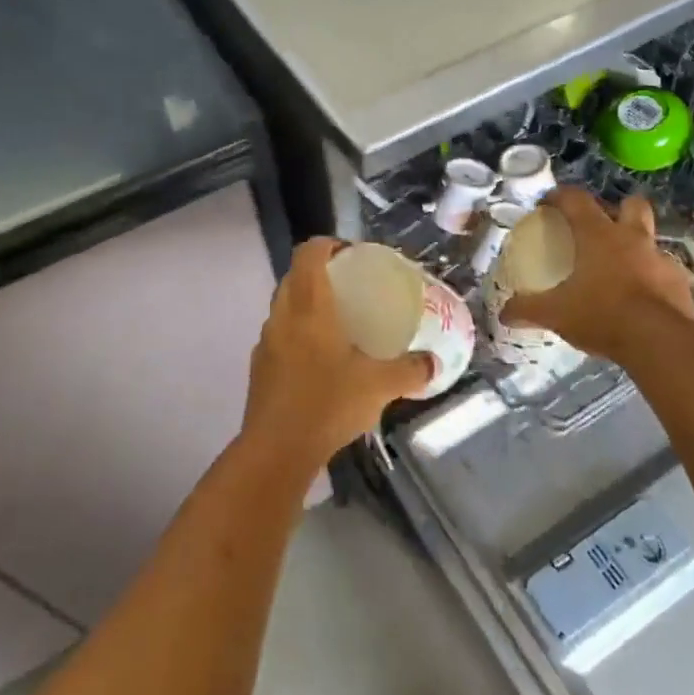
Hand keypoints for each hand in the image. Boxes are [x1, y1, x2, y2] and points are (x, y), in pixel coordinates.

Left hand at [241, 239, 432, 471]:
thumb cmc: (328, 404)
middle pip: (295, 276)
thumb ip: (410, 370)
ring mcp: (266, 341)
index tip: (352, 254)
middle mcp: (282, 315)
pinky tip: (321, 360)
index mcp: (309, 306)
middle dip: (321, 274)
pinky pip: (280, 335)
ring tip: (339, 323)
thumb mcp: (379, 386)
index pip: (309, 253)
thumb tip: (434, 364)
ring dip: (307, 304)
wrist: (276, 450)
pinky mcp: (259, 367)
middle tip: (352, 287)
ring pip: (285, 306)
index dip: (328, 244)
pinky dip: (298, 334)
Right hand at [500, 188, 693, 364]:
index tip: (547, 204)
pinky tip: (642, 300)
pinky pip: (664, 273)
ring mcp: (661, 259)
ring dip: (637, 247)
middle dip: (617, 208)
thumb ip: (528, 309)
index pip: (577, 200)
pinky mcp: (680, 284)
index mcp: (598, 235)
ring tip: (621, 269)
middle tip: (601, 227)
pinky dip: (652, 280)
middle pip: (631, 204)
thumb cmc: (601, 314)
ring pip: (651, 239)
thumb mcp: (556, 314)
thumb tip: (504, 313)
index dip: (560, 196)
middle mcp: (632, 238)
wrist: (659, 342)